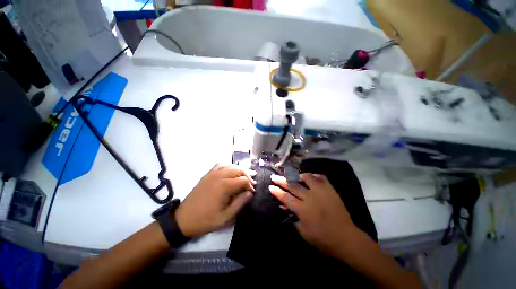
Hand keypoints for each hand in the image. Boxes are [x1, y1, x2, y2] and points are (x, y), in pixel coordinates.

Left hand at [175, 164, 255, 237]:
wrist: (183, 219)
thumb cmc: (206, 220)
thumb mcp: (226, 217)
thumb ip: (240, 203)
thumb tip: (250, 193)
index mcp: (224, 186)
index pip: (243, 180)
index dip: (250, 185)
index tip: (252, 192)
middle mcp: (219, 176)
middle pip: (238, 170)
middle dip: (247, 175)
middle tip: (252, 183)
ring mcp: (212, 173)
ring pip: (231, 166)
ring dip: (239, 170)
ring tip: (245, 176)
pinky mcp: (207, 174)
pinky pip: (220, 165)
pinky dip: (228, 166)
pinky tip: (230, 171)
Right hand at [269, 173, 356, 256]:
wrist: (347, 239)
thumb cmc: (323, 239)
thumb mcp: (304, 232)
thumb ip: (293, 217)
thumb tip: (285, 206)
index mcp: (303, 209)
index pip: (286, 197)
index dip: (277, 192)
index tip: (271, 186)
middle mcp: (310, 197)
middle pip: (292, 186)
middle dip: (281, 181)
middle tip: (274, 177)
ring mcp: (321, 192)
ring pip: (307, 178)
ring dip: (298, 176)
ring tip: (294, 177)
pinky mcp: (330, 190)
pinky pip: (321, 178)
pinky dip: (314, 176)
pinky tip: (310, 177)